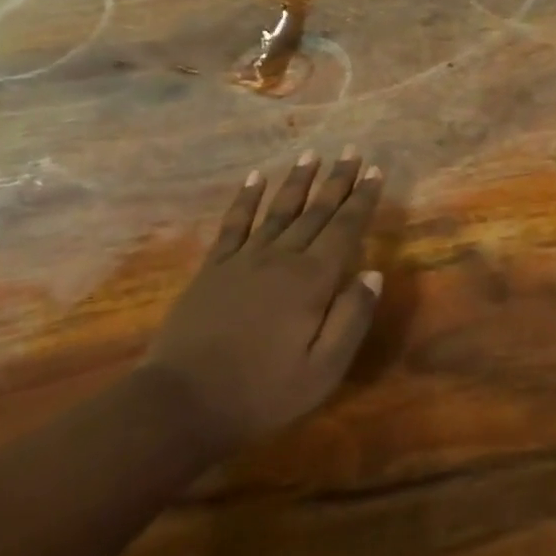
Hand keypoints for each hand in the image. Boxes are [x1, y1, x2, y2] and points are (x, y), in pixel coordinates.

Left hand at [142, 150, 384, 458]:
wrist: (180, 403)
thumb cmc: (261, 392)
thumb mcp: (322, 371)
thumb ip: (352, 319)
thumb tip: (373, 273)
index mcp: (312, 281)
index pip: (345, 229)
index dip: (362, 199)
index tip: (375, 171)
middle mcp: (281, 258)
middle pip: (315, 211)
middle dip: (337, 180)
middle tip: (352, 151)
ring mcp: (244, 259)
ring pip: (279, 209)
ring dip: (298, 180)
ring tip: (313, 153)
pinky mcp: (214, 268)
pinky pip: (234, 223)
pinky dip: (246, 198)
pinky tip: (255, 177)